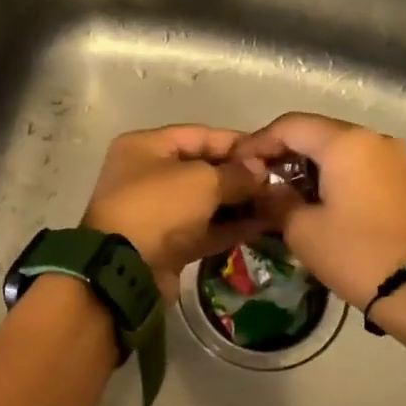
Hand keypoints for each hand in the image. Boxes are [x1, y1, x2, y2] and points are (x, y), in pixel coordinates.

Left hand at [82, 126, 264, 297]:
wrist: (126, 269)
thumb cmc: (159, 208)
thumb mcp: (202, 181)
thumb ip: (236, 174)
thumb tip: (261, 172)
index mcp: (146, 147)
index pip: (200, 135)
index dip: (238, 143)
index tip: (272, 152)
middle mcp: (149, 176)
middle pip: (204, 169)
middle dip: (241, 176)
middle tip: (280, 181)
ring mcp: (158, 213)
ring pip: (207, 203)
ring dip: (240, 204)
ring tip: (278, 204)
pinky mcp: (168, 244)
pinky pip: (205, 230)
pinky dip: (230, 228)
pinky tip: (263, 226)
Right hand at [237, 113, 405, 308]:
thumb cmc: (354, 253)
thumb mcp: (301, 230)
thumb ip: (275, 200)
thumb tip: (264, 188)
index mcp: (346, 142)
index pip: (290, 125)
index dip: (258, 142)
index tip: (237, 165)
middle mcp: (374, 138)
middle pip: (317, 132)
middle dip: (284, 152)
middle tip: (257, 180)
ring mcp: (395, 156)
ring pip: (340, 149)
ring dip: (309, 165)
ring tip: (283, 193)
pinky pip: (360, 164)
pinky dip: (334, 174)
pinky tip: (317, 200)